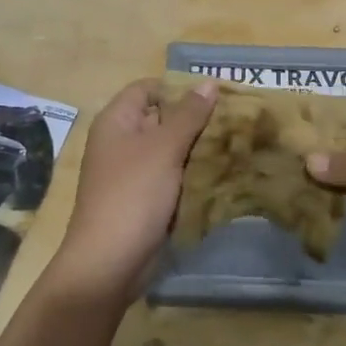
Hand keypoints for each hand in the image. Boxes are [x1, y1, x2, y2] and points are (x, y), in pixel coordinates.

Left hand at [53, 76, 217, 305]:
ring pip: (170, 150)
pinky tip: (222, 174)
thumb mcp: (164, 148)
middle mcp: (121, 142)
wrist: (110, 262)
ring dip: (198, 148)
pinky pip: (171, 177)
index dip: (178, 88)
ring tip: (236, 144)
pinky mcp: (144, 199)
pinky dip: (192, 174)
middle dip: (195, 119)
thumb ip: (189, 115)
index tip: (215, 96)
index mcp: (116, 121)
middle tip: (235, 120)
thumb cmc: (133, 194)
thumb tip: (208, 83)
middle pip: (161, 118)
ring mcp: (132, 173)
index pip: (148, 88)